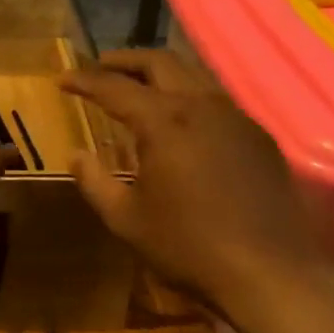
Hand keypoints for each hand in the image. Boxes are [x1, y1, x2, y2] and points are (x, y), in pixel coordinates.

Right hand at [60, 50, 329, 315]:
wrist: (270, 272)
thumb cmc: (188, 246)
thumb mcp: (126, 220)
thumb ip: (95, 182)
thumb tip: (76, 155)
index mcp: (164, 121)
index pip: (114, 87)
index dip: (84, 81)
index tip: (63, 80)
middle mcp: (201, 105)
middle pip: (159, 62)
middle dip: (124, 60)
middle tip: (100, 66)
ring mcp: (236, 117)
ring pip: (193, 74)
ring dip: (160, 72)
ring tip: (139, 86)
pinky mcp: (259, 135)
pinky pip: (217, 99)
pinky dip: (189, 95)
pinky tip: (182, 120)